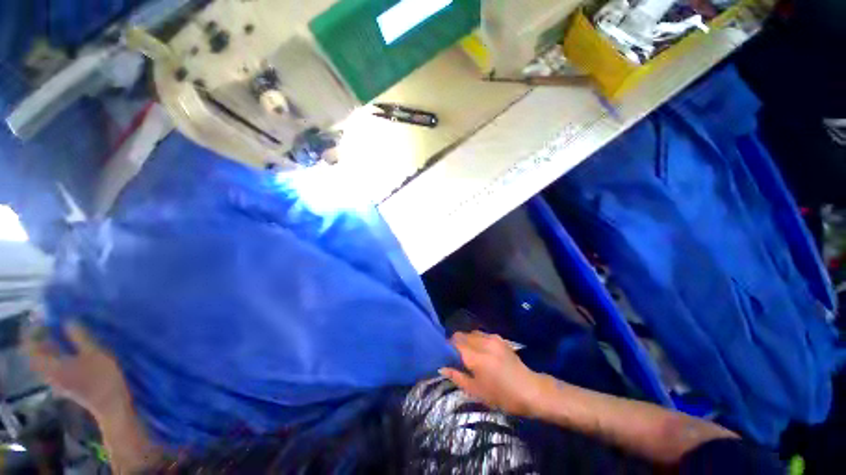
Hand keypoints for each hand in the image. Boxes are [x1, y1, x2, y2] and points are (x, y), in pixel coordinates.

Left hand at [26, 323, 131, 418]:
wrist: (111, 405)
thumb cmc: (103, 378)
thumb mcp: (95, 354)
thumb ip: (80, 337)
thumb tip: (68, 320)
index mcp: (50, 366)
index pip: (30, 345)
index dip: (34, 329)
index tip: (45, 317)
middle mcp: (47, 373)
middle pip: (35, 353)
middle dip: (40, 336)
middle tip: (53, 322)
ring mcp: (55, 380)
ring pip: (43, 360)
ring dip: (48, 345)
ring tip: (61, 333)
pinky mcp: (63, 383)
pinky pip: (51, 365)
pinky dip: (55, 353)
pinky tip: (68, 349)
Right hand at [440, 331, 545, 417]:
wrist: (530, 390)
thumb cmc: (502, 395)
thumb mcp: (476, 391)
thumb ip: (457, 376)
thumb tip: (442, 367)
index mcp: (475, 356)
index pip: (454, 342)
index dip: (447, 347)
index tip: (445, 356)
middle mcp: (482, 342)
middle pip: (461, 334)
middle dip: (455, 343)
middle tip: (456, 357)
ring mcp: (492, 338)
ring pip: (471, 333)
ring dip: (466, 340)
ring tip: (469, 354)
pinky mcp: (499, 338)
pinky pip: (482, 334)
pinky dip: (476, 340)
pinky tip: (481, 352)